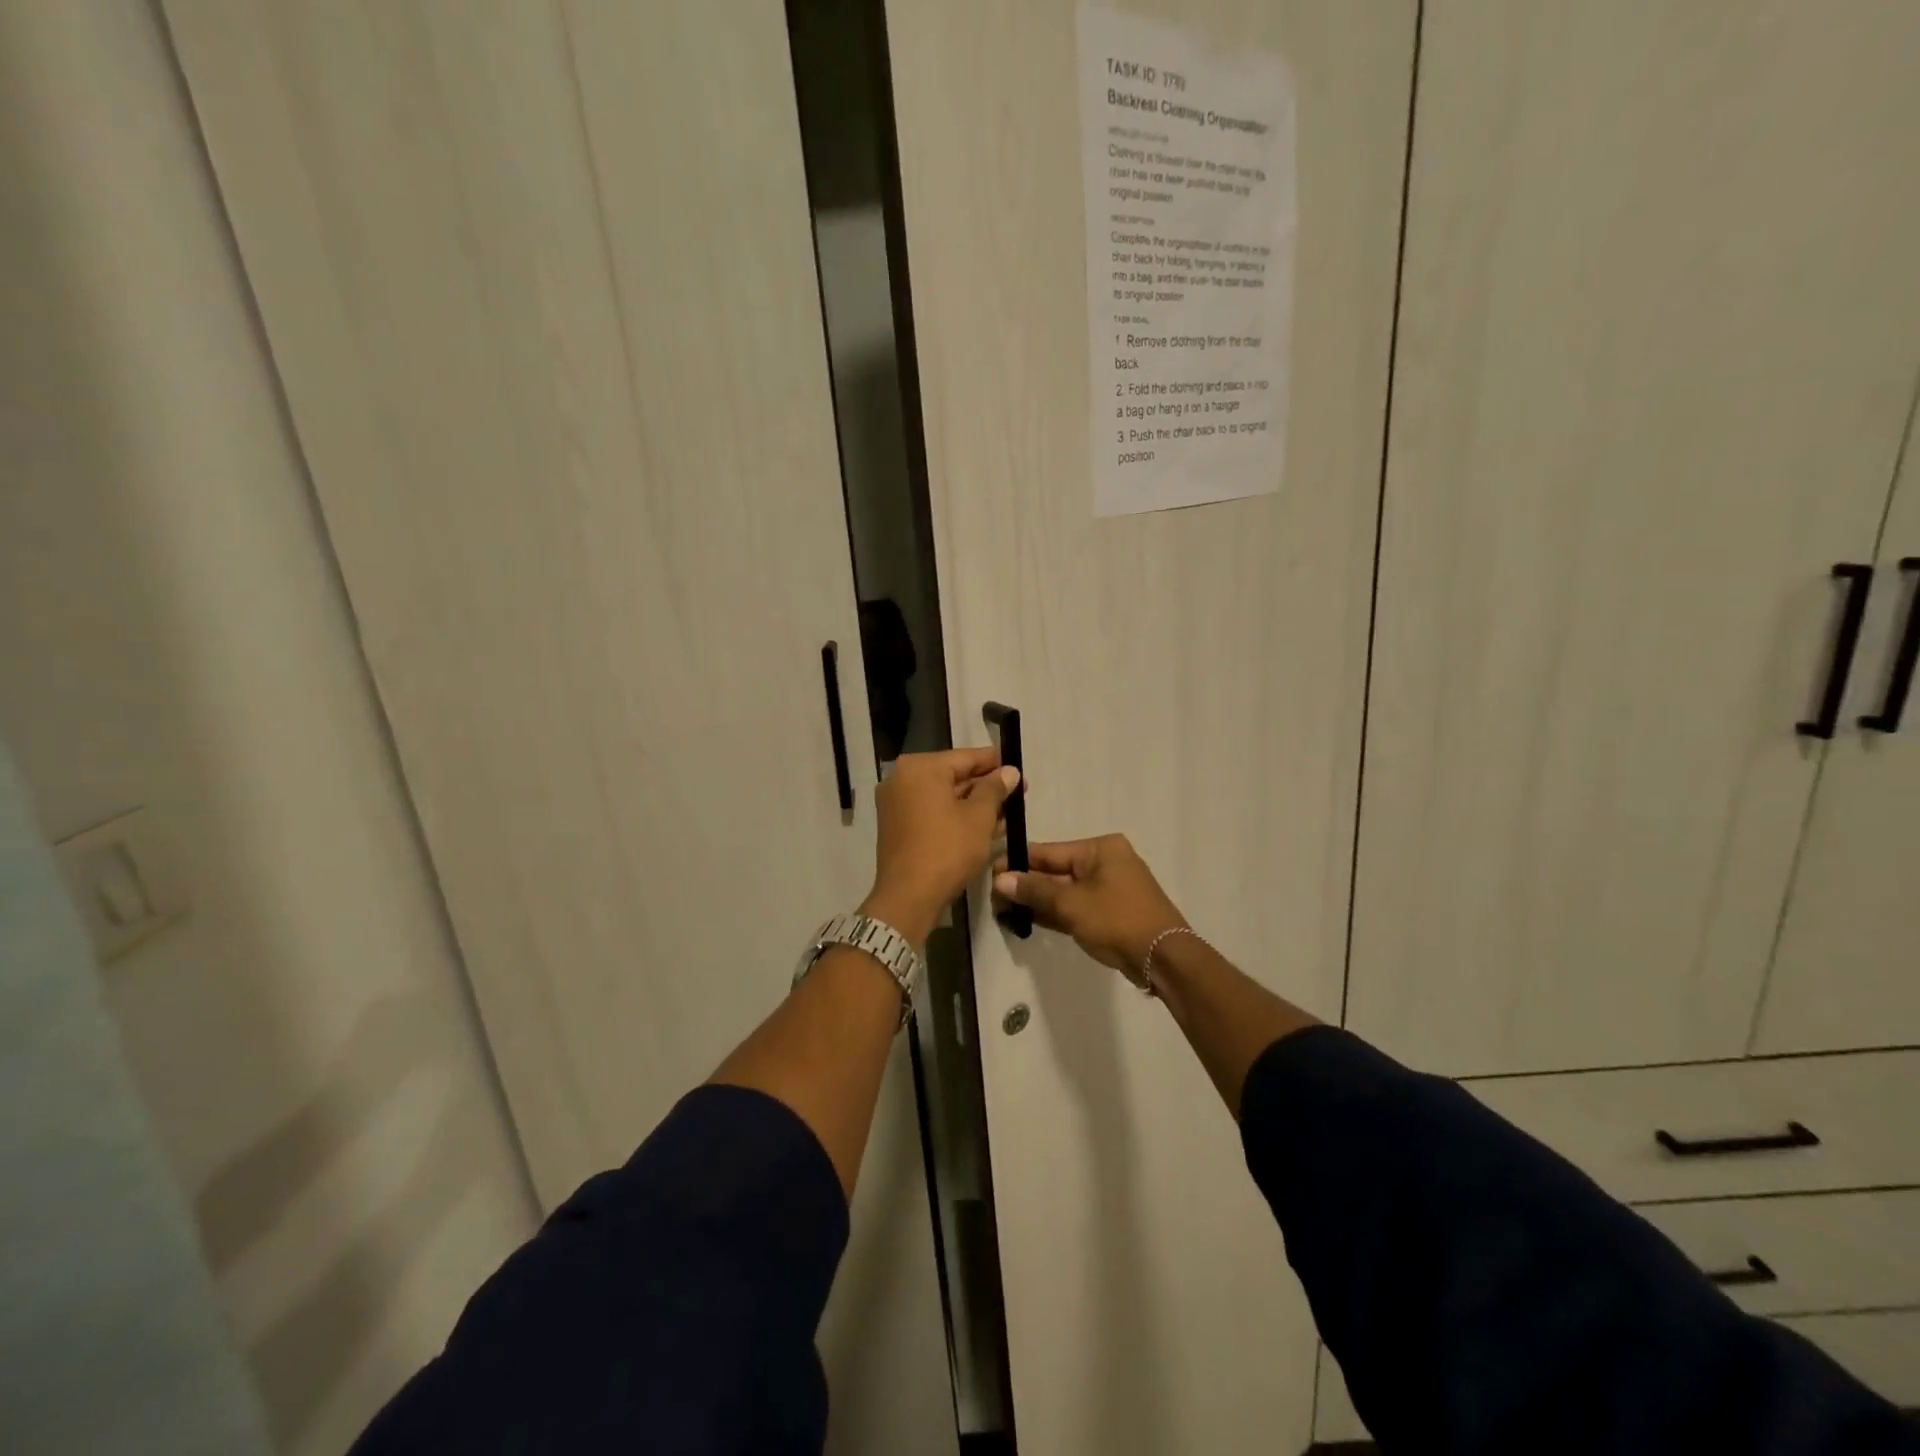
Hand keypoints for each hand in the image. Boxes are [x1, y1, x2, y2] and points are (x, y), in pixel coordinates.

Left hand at [863, 748, 1019, 946]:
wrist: (908, 897)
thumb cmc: (947, 850)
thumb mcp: (979, 817)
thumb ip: (995, 789)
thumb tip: (1010, 771)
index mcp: (920, 768)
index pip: (965, 757)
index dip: (995, 762)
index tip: (1018, 766)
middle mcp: (902, 778)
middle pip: (953, 775)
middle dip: (986, 785)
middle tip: (1018, 792)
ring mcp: (896, 803)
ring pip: (944, 795)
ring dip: (974, 803)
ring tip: (1008, 810)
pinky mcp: (897, 825)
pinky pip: (932, 811)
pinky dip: (955, 815)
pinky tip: (984, 824)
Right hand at [994, 834, 1186, 974]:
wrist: (1163, 958)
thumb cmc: (1117, 919)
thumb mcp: (1071, 903)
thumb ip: (1035, 890)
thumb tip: (1001, 880)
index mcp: (1100, 849)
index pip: (1049, 851)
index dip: (1018, 862)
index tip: (991, 872)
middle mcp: (1105, 862)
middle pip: (1055, 870)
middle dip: (1026, 884)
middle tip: (994, 897)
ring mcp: (1108, 888)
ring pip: (1064, 890)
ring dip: (1037, 900)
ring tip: (1004, 910)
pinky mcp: (1109, 912)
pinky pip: (1075, 906)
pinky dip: (1054, 912)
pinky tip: (1027, 919)